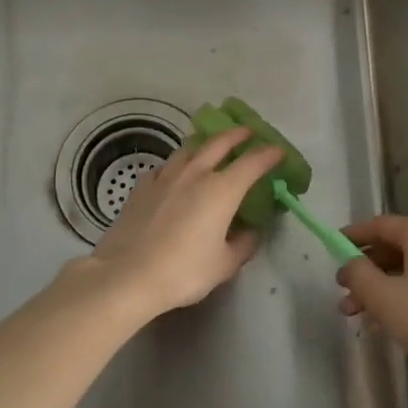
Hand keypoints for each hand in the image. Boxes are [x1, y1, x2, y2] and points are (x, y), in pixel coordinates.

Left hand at [85, 127, 283, 319]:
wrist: (127, 275)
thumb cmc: (183, 271)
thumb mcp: (224, 265)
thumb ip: (243, 245)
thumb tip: (251, 232)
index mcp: (222, 190)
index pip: (253, 162)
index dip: (269, 154)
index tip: (279, 152)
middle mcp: (195, 174)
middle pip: (219, 142)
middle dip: (238, 134)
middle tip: (249, 132)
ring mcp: (165, 177)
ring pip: (189, 149)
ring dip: (205, 144)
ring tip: (210, 148)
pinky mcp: (142, 187)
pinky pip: (164, 167)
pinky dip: (175, 165)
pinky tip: (174, 174)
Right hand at [337, 216, 407, 390]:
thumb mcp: (384, 298)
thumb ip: (359, 275)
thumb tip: (350, 265)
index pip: (382, 225)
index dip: (354, 236)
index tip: (333, 248)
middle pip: (398, 250)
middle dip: (368, 273)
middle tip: (345, 297)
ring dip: (386, 290)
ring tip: (364, 319)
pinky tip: (395, 325)